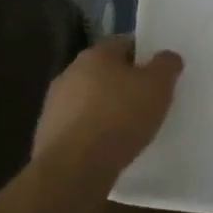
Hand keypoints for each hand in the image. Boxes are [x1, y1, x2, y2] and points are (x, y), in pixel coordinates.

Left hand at [31, 36, 182, 178]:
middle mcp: (70, 73)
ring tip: (130, 128)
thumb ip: (166, 66)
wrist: (74, 168)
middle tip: (148, 100)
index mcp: (96, 54)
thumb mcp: (158, 86)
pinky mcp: (47, 136)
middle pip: (105, 72)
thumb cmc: (120, 117)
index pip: (125, 43)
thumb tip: (166, 57)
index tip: (159, 72)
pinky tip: (108, 148)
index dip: (145, 55)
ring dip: (107, 108)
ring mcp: (54, 105)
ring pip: (90, 100)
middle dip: (125, 83)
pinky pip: (79, 127)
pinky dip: (93, 132)